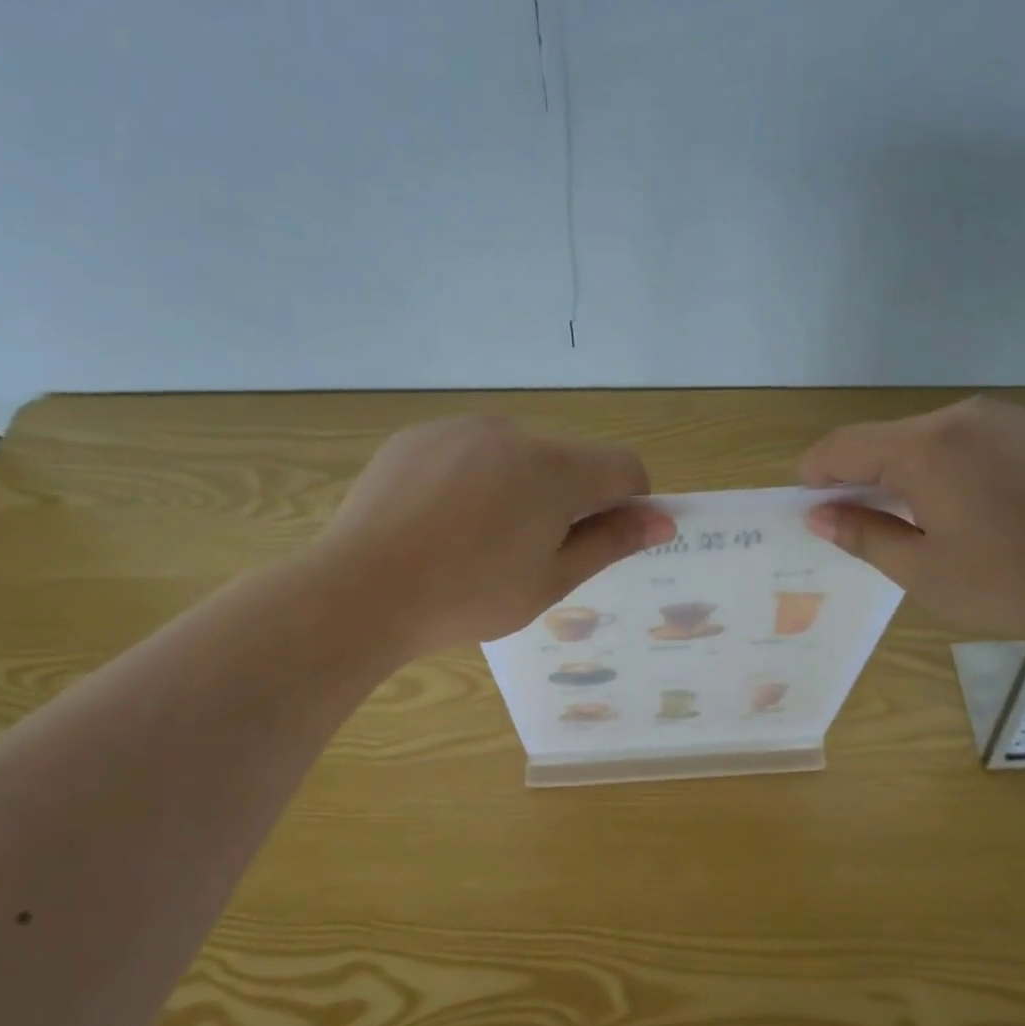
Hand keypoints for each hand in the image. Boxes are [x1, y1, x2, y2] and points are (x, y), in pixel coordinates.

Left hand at [319, 415, 673, 656]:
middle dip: (567, 499)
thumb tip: (663, 521)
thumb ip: (610, 542)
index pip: (624, 467)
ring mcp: (460, 429)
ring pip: (517, 454)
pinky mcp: (419, 436)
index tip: (601, 538)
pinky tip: (440, 521)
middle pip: (568, 461)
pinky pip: (469, 451)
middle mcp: (513, 433)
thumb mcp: (550, 581)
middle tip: (528, 553)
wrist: (361, 590)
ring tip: (475, 540)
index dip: (629, 502)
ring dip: (518, 487)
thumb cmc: (468, 596)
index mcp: (555, 469)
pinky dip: (473, 478)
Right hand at [799, 397, 1024, 645]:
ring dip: (905, 476)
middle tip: (859, 526)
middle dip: (861, 478)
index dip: (814, 473)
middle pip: (886, 440)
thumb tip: (821, 514)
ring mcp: (1006, 420)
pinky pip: (970, 444)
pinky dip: (947, 471)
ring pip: (929, 442)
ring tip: (917, 526)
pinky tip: (970, 513)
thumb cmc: (1020, 581)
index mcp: (925, 448)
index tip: (807, 504)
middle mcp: (961, 418)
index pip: (842, 446)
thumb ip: (865, 536)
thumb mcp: (926, 572)